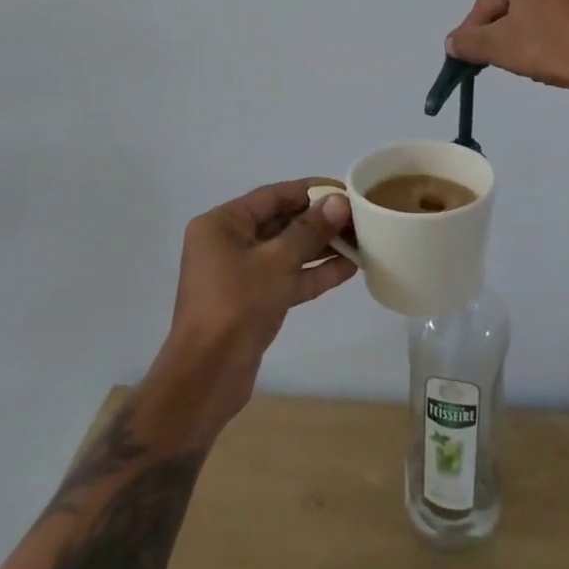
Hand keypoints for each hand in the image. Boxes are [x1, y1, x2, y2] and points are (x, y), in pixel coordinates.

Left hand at [146, 181, 356, 441]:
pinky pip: (286, 277)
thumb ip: (310, 230)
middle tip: (358, 217)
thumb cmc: (236, 306)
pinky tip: (349, 268)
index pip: (272, 196)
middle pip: (281, 222)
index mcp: (222, 224)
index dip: (310, 191)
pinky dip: (313, 273)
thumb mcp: (276, 262)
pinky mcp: (253, 301)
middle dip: (319, 221)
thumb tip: (338, 202)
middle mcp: (228, 243)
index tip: (345, 190)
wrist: (206, 378)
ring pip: (287, 251)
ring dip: (321, 247)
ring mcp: (240, 274)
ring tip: (361, 240)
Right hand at [445, 0, 568, 101]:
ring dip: (527, 21)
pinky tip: (553, 41)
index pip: (488, 0)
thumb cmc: (556, 48)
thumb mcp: (503, 48)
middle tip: (500, 56)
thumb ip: (470, 41)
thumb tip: (451, 41)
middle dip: (503, 24)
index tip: (467, 56)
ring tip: (529, 52)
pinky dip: (551, 17)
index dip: (475, 30)